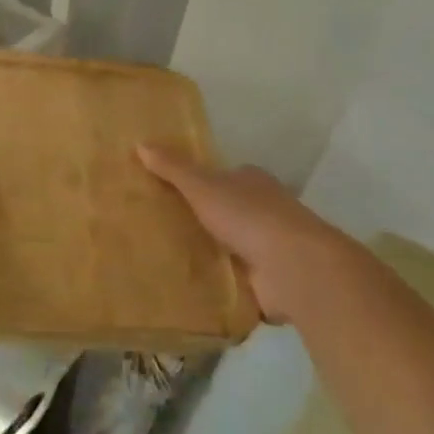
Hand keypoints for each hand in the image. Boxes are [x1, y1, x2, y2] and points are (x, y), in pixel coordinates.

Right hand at [137, 144, 351, 322]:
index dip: (200, 182)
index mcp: (252, 182)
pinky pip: (235, 280)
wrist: (294, 267)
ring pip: (231, 247)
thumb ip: (173, 168)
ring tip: (167, 261)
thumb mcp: (203, 186)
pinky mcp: (268, 282)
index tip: (170, 192)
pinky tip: (191, 290)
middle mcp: (264, 211)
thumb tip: (140, 143)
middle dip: (202, 220)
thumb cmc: (249, 216)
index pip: (224, 177)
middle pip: (227, 212)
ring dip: (210, 254)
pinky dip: (219, 284)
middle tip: (161, 228)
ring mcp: (269, 248)